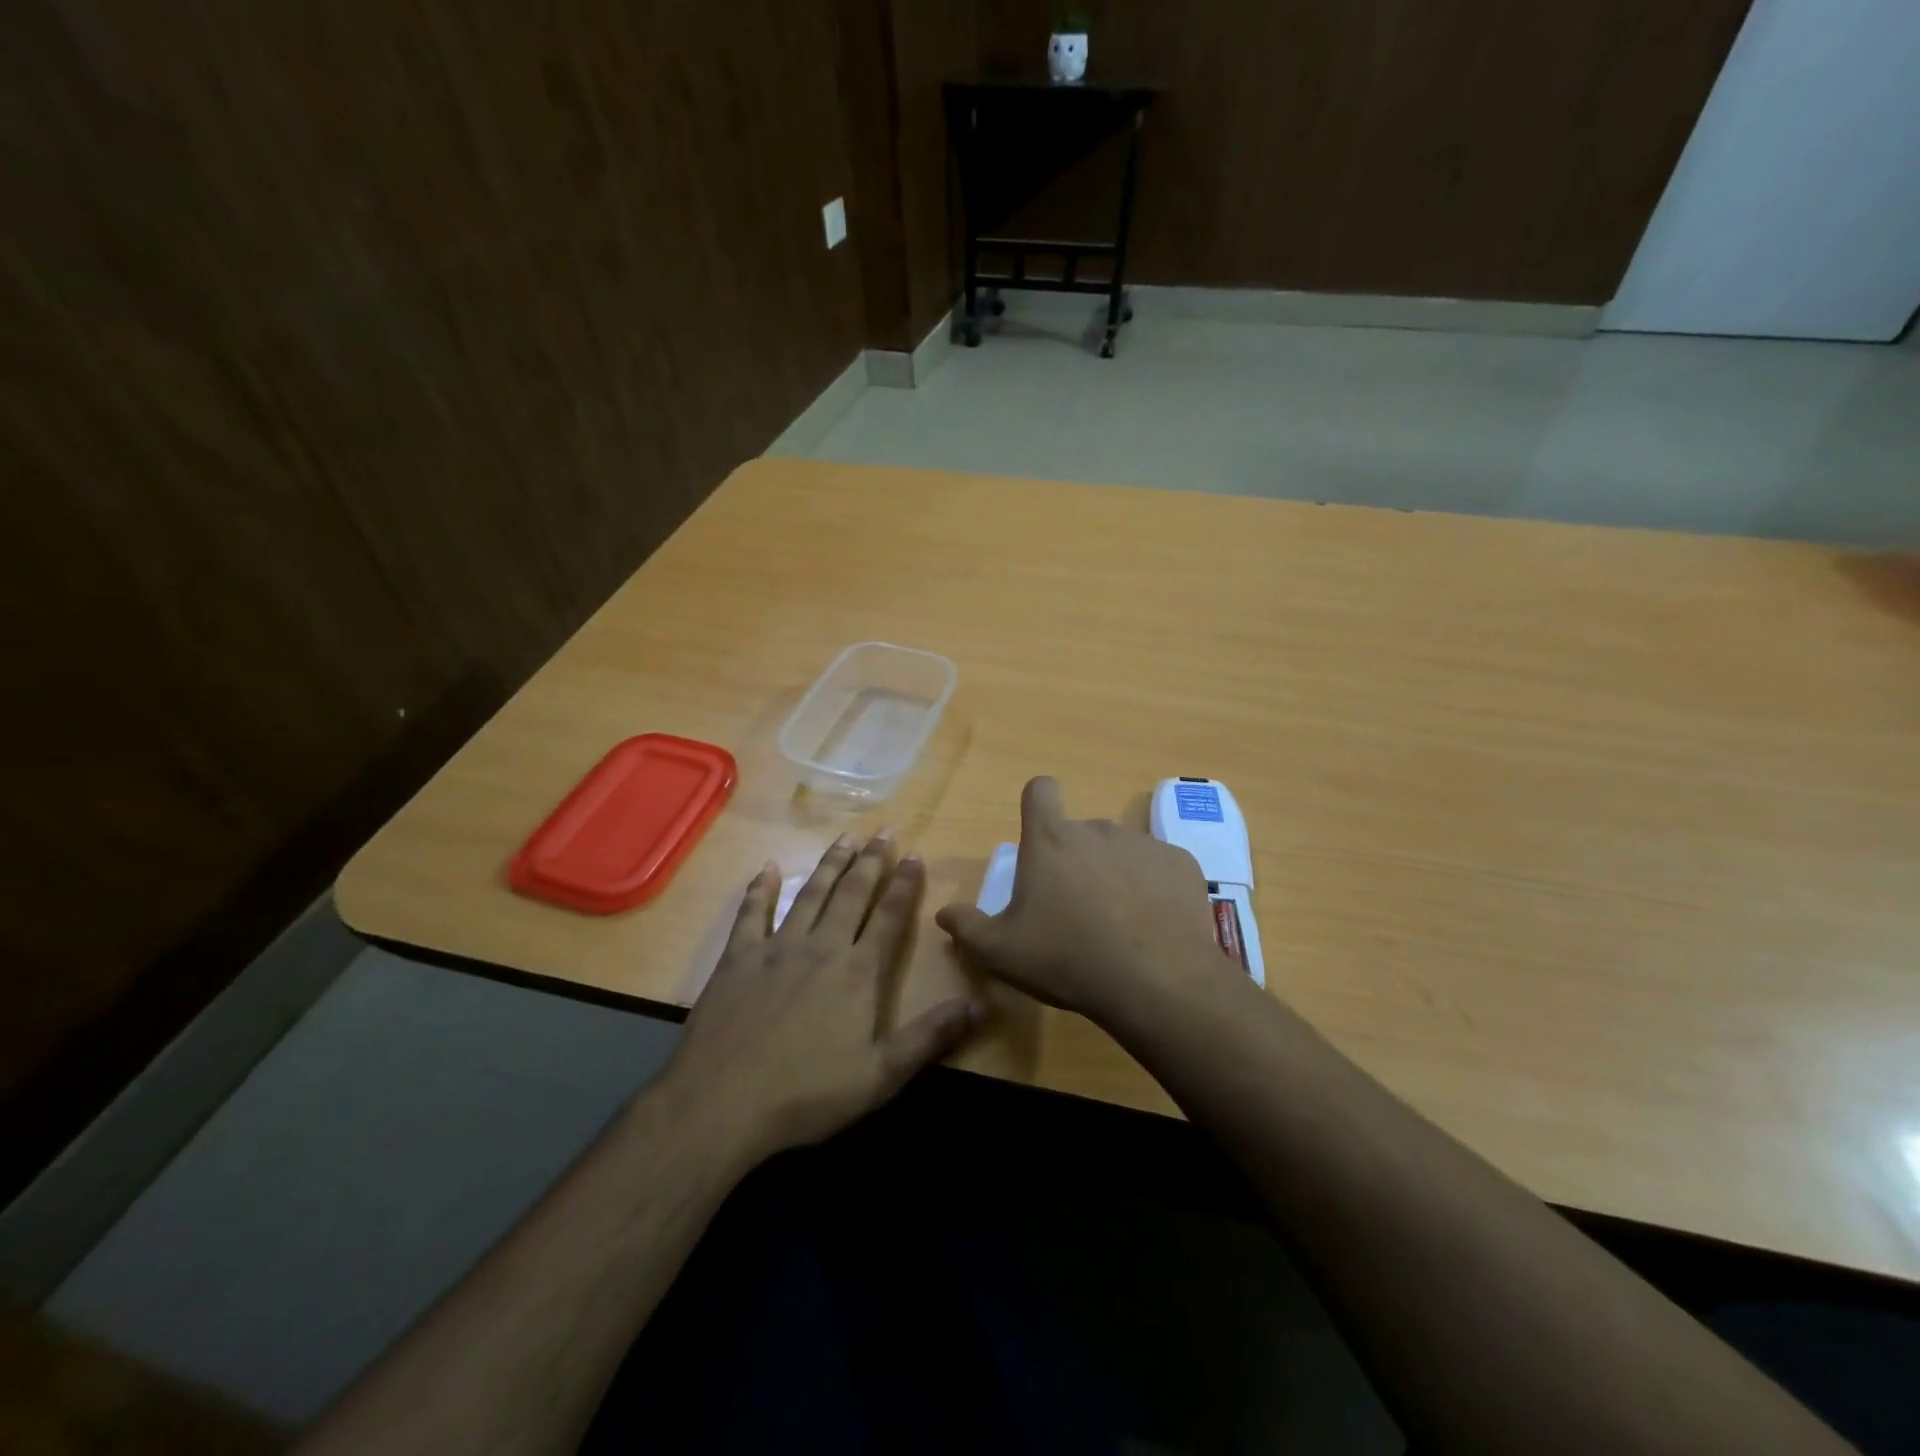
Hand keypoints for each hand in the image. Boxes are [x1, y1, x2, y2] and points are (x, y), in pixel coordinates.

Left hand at [661, 832, 982, 1162]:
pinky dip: (759, 889)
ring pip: (810, 894)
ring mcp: (776, 948)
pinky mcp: (738, 958)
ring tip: (844, 838)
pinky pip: (752, 914)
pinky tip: (765, 868)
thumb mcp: (881, 1076)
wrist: (723, 1102)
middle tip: (883, 831)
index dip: (904, 885)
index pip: (888, 917)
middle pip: (852, 895)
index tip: (915, 855)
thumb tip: (979, 1006)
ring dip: (829, 865)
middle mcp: (821, 948)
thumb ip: (930, 1037)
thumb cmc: (807, 1093)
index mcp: (857, 973)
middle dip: (870, 861)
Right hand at [935, 776, 1236, 1023]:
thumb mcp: (1002, 952)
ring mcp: (1144, 844)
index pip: (1040, 790)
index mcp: (1051, 840)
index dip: (1037, 804)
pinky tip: (1153, 926)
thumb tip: (944, 913)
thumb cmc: (1067, 958)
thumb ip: (968, 928)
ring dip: (1114, 874)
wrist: (1156, 981)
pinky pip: (1158, 868)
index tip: (1039, 834)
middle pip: (1079, 832)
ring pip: (1120, 851)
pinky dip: (1152, 888)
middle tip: (1075, 909)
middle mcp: (1097, 829)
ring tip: (1118, 923)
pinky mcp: (1181, 864)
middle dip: (1075, 860)